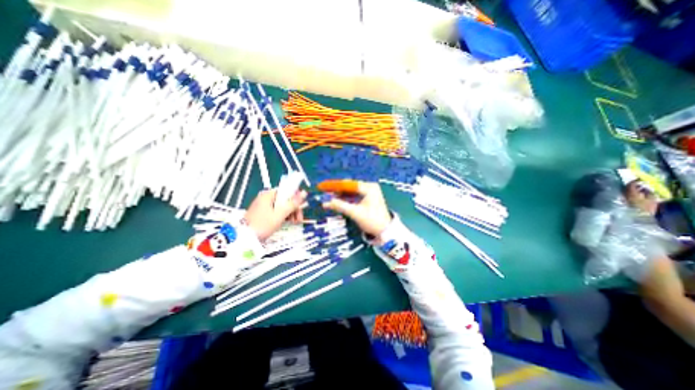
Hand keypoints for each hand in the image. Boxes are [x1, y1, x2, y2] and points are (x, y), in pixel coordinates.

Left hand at [245, 188, 307, 242]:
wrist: (244, 238)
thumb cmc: (262, 225)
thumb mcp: (280, 214)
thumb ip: (292, 203)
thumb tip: (304, 193)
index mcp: (269, 194)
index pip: (287, 190)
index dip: (296, 197)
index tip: (301, 206)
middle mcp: (267, 198)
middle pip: (286, 199)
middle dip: (294, 208)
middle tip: (299, 218)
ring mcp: (265, 206)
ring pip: (283, 206)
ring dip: (291, 213)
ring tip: (295, 222)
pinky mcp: (264, 213)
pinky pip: (278, 211)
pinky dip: (284, 216)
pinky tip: (288, 222)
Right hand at [320, 181, 390, 235]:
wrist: (386, 231)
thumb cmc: (372, 221)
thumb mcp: (355, 213)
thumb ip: (340, 206)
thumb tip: (325, 202)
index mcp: (369, 188)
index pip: (348, 184)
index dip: (334, 185)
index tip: (323, 186)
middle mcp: (369, 187)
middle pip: (349, 187)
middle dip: (337, 190)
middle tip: (324, 193)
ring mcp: (369, 192)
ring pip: (351, 191)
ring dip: (340, 195)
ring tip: (328, 198)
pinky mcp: (368, 198)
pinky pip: (354, 196)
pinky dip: (346, 198)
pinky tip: (337, 201)